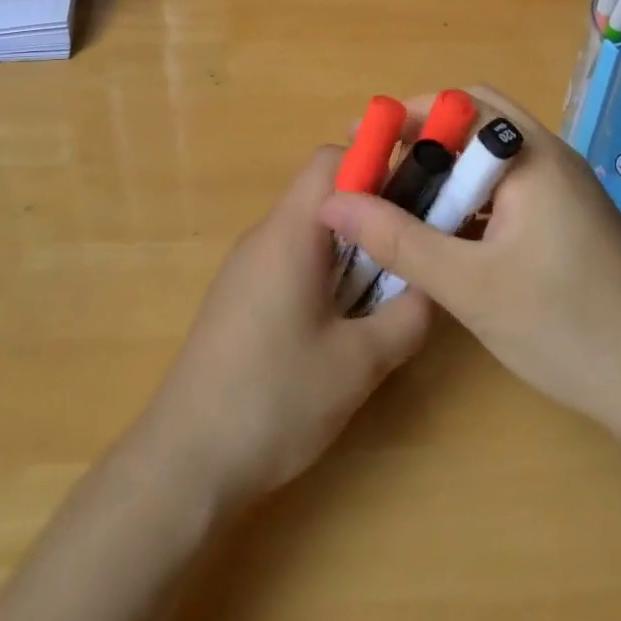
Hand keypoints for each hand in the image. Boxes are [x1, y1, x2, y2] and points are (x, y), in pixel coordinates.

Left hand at [133, 146, 432, 510]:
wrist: (185, 461)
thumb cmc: (274, 400)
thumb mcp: (360, 362)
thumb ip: (409, 315)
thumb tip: (435, 284)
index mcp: (290, 233)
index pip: (332, 160)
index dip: (377, 164)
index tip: (418, 196)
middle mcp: (264, 236)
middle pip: (323, 194)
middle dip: (373, 212)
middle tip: (413, 248)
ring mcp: (246, 267)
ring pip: (310, 230)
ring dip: (352, 247)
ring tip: (387, 289)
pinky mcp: (240, 297)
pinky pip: (292, 260)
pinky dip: (326, 272)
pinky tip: (342, 322)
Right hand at [319, 86, 620, 431]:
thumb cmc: (565, 326)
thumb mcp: (468, 285)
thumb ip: (396, 240)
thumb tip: (331, 202)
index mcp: (533, 156)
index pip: (462, 104)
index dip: (407, 115)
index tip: (362, 143)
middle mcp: (551, 159)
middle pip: (477, 124)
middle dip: (424, 140)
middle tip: (380, 172)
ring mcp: (565, 191)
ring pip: (492, 159)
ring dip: (446, 173)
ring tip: (402, 206)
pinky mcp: (568, 221)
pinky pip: (508, 190)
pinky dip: (470, 200)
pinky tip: (447, 238)